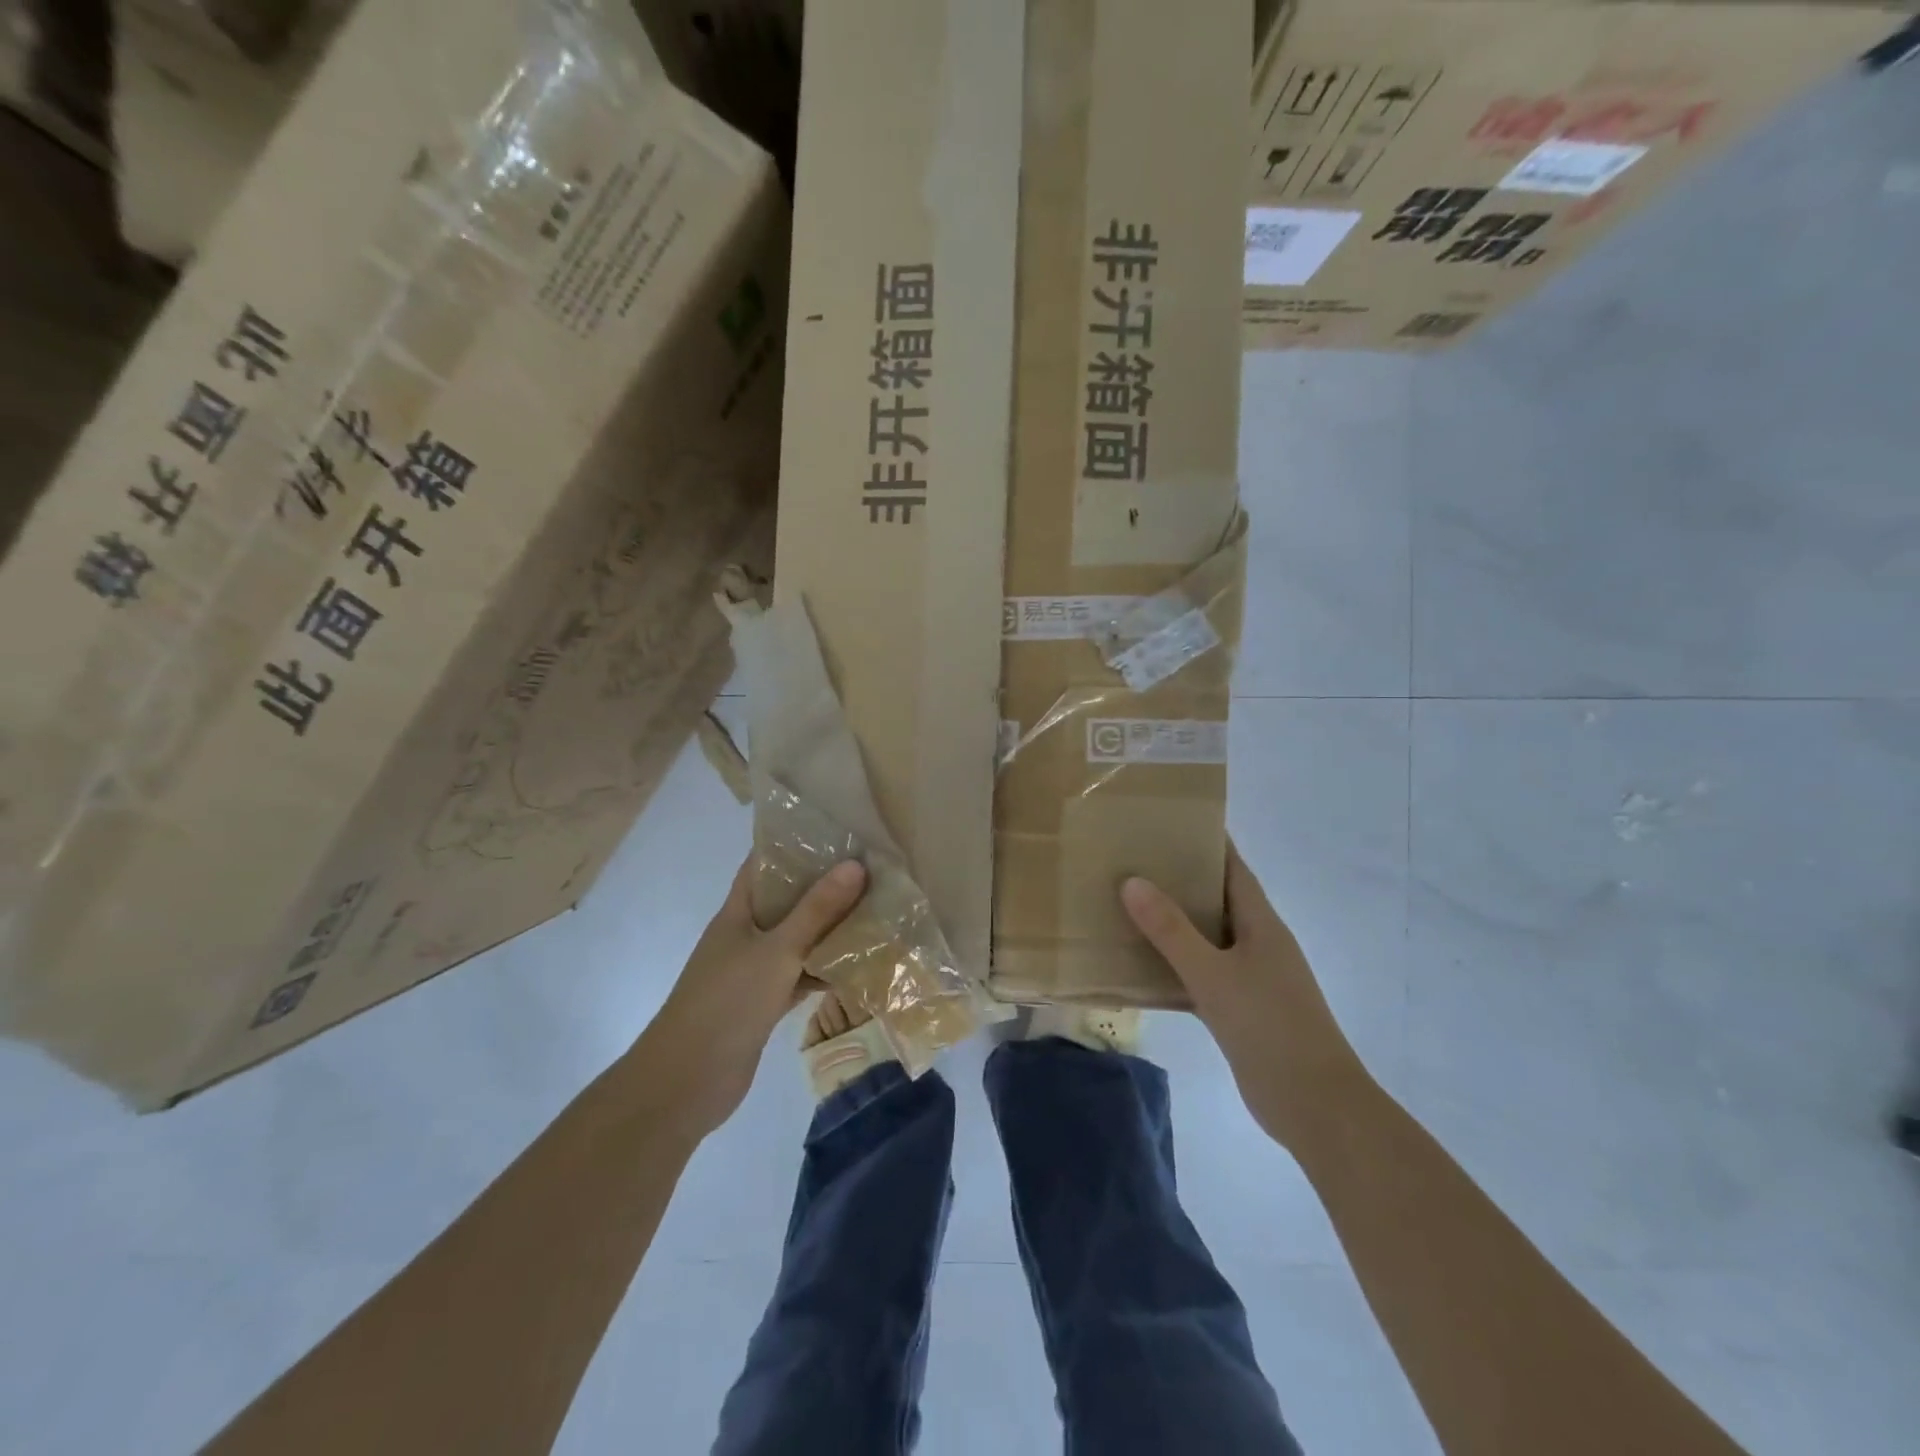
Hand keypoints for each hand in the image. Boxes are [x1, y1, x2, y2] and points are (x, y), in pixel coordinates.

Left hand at [632, 857, 865, 1140]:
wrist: (686, 1083)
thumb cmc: (726, 1004)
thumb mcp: (777, 951)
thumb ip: (816, 911)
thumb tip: (856, 864)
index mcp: (737, 913)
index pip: (764, 864)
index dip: (794, 843)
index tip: (837, 830)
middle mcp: (745, 935)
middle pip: (787, 901)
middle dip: (824, 885)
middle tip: (872, 868)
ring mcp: (754, 971)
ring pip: (798, 939)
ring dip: (829, 928)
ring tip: (875, 908)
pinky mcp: (765, 1003)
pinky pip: (801, 975)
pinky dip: (825, 969)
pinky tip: (860, 964)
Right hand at [1121, 842, 1364, 1148]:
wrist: (1315, 1106)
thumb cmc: (1270, 1028)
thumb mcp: (1214, 975)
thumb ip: (1172, 930)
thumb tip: (1132, 881)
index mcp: (1261, 923)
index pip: (1232, 867)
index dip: (1206, 841)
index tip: (1167, 821)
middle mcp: (1258, 942)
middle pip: (1216, 898)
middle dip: (1179, 878)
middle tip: (1131, 858)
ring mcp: (1251, 977)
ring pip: (1206, 937)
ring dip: (1173, 922)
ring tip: (1126, 902)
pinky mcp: (1240, 1008)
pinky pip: (1201, 972)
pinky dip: (1174, 964)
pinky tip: (1140, 964)